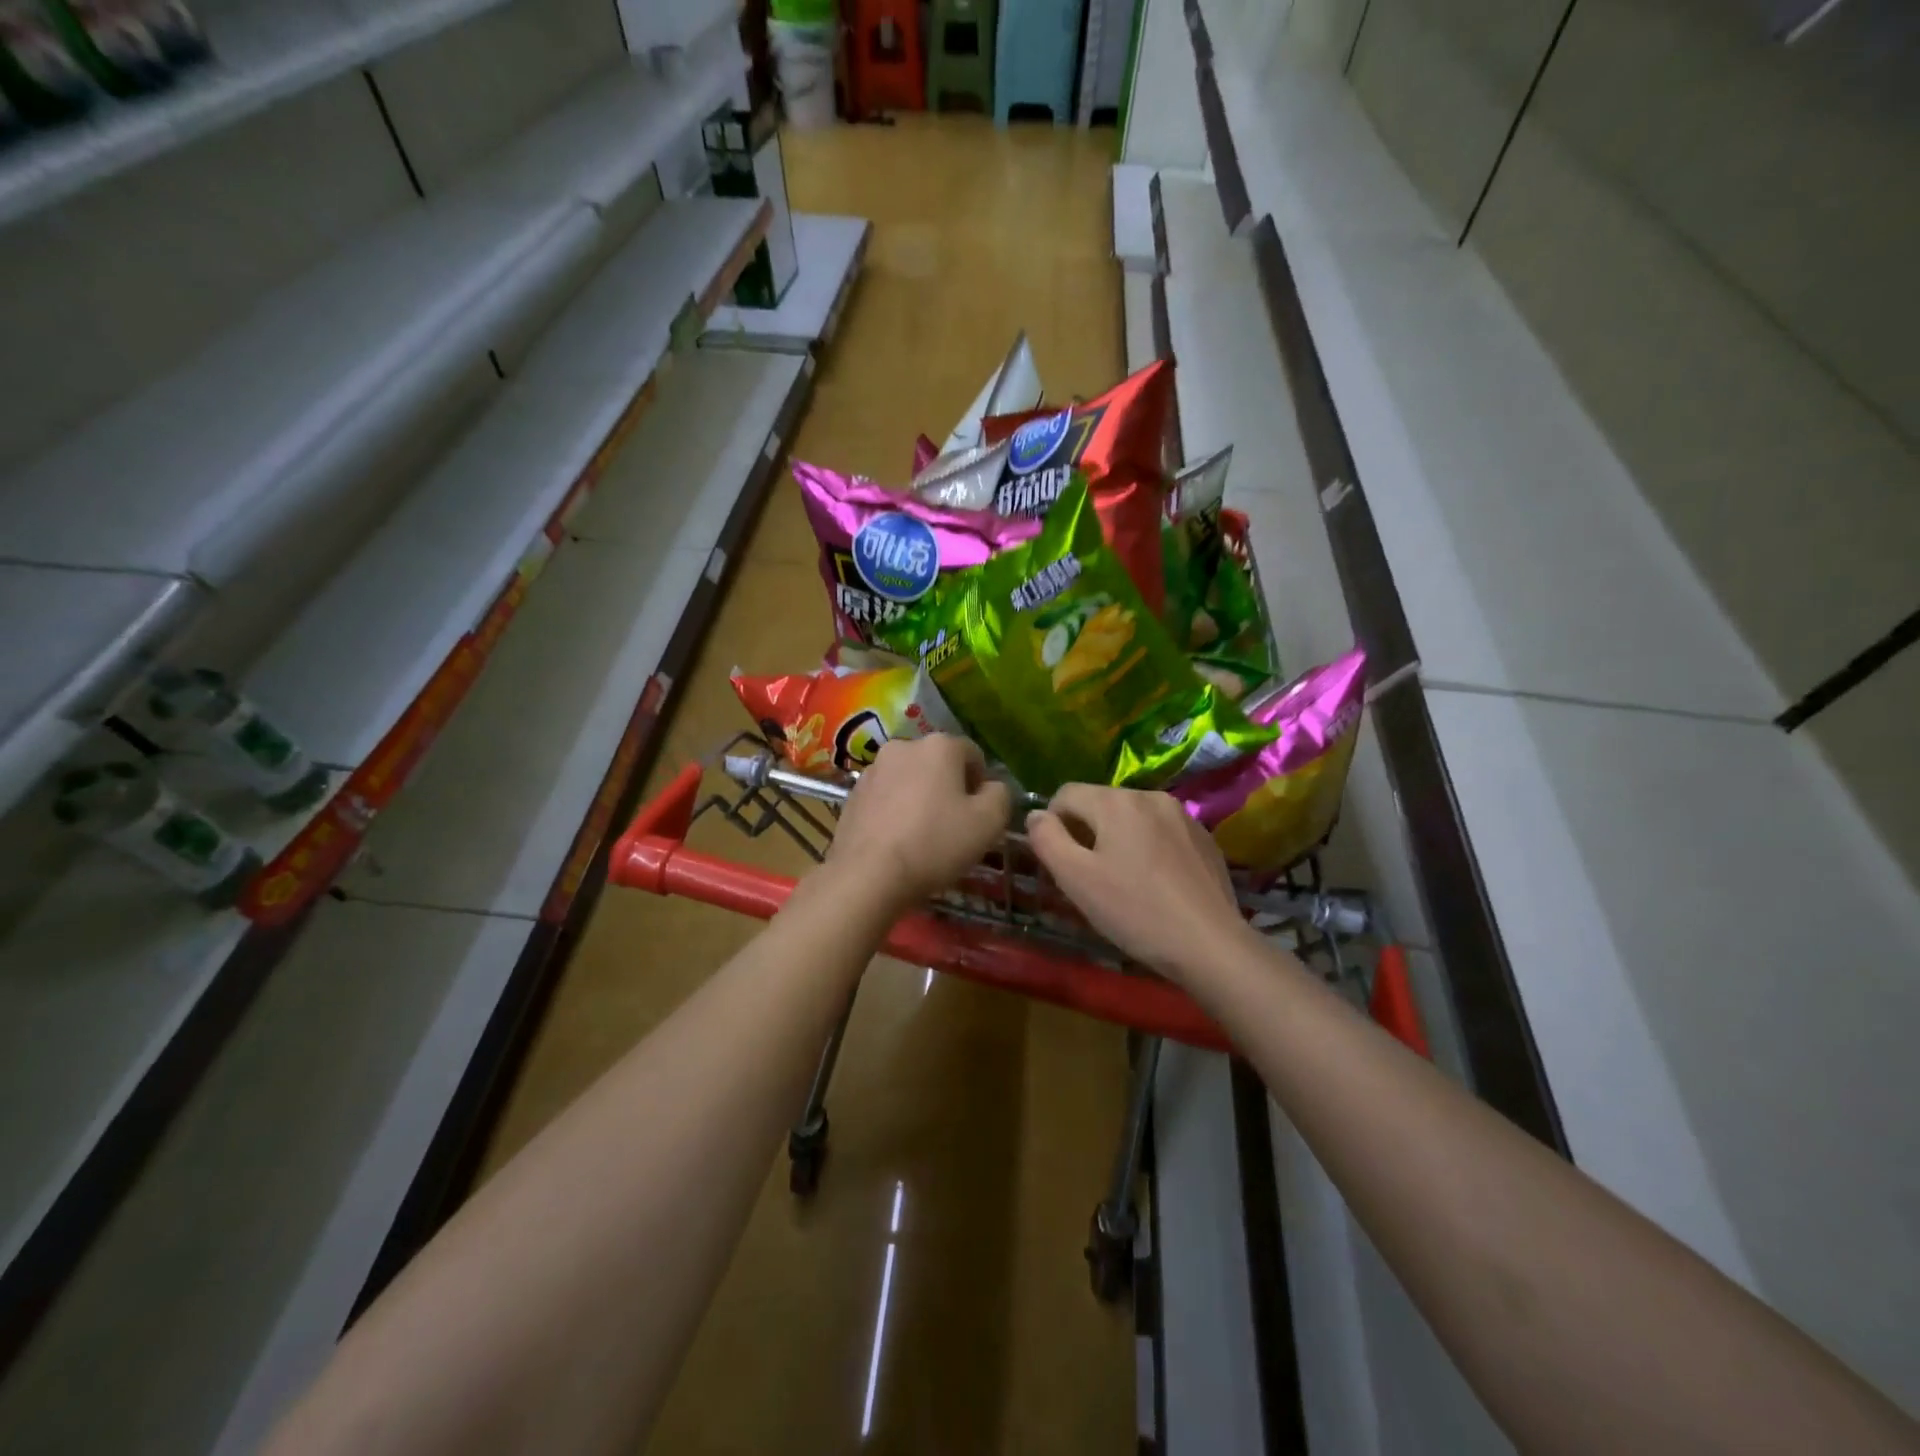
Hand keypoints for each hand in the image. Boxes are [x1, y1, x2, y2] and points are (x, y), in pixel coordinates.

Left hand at [825, 735, 1011, 907]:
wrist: (868, 875)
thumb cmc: (935, 843)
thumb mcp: (989, 823)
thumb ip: (1000, 795)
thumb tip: (992, 787)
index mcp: (939, 745)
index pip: (973, 755)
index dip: (981, 784)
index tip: (979, 815)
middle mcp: (904, 746)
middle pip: (938, 764)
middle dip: (949, 788)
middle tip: (954, 826)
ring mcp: (873, 769)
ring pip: (910, 779)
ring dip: (920, 798)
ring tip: (922, 835)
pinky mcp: (852, 794)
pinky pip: (885, 796)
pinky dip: (895, 810)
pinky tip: (897, 840)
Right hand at [1026, 784, 1247, 982]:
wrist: (1210, 944)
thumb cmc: (1134, 911)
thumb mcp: (1076, 879)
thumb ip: (1047, 839)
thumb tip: (1036, 815)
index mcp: (1115, 801)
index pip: (1066, 794)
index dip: (1053, 824)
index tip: (1061, 862)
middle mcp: (1149, 796)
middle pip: (1100, 803)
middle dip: (1087, 832)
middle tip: (1089, 878)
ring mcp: (1182, 815)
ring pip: (1132, 817)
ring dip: (1118, 839)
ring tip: (1123, 881)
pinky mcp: (1204, 837)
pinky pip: (1161, 832)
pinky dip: (1148, 848)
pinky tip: (1156, 884)